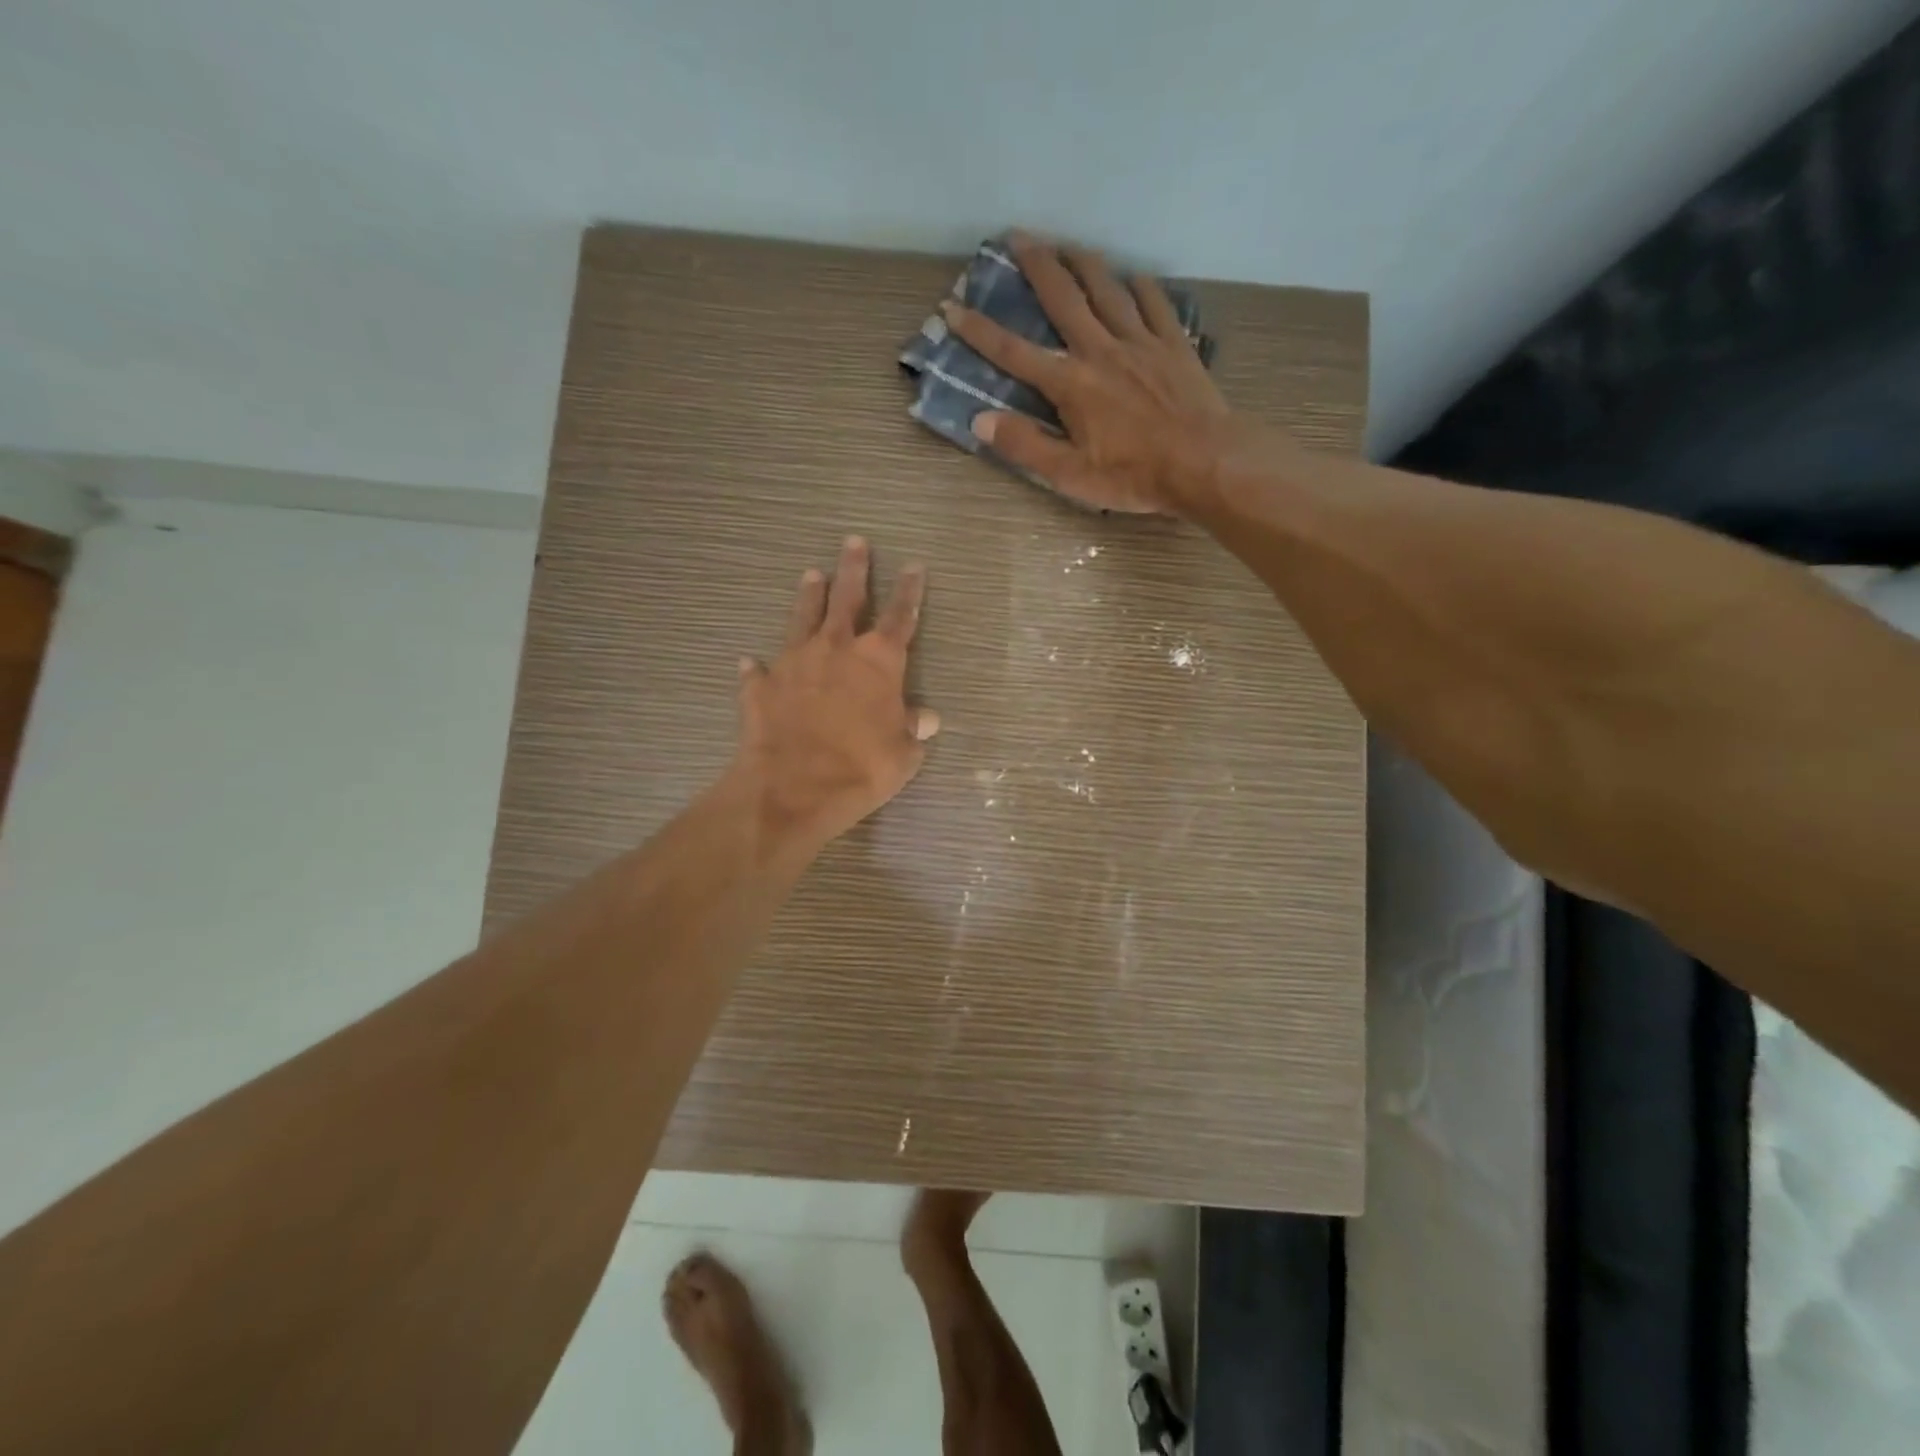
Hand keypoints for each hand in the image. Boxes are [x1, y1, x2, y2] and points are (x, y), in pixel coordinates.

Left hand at [732, 536, 938, 860]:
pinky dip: (757, 666)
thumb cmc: (861, 768)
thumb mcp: (903, 754)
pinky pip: (759, 670)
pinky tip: (750, 661)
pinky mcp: (761, 685)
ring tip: (811, 574)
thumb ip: (914, 729)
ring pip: (803, 618)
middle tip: (854, 542)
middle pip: (847, 599)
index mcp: (878, 662)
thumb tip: (926, 717)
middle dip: (854, 569)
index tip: (914, 566)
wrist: (793, 788)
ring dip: (809, 596)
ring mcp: (794, 663)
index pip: (901, 617)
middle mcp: (836, 649)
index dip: (910, 591)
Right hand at [939, 232, 1239, 513]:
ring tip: (1068, 244)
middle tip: (1018, 235)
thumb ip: (1025, 446)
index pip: (1014, 353)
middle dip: (1037, 265)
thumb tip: (981, 422)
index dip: (980, 331)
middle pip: (1063, 298)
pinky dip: (1140, 286)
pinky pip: (1154, 303)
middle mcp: (1101, 350)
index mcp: (1071, 384)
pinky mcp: (1173, 344)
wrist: (1204, 462)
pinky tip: (1133, 278)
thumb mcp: (1071, 474)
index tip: (952, 308)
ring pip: (1107, 288)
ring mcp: (1140, 342)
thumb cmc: (1134, 476)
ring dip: (1084, 262)